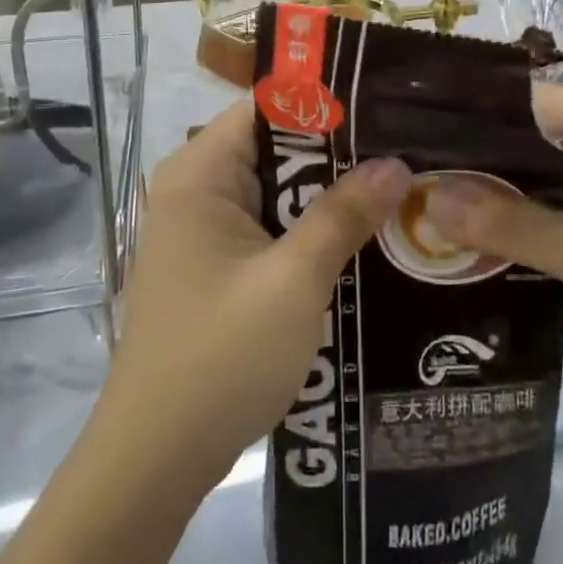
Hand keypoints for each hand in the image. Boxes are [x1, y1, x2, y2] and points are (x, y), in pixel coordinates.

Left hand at [98, 101, 410, 491]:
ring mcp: (203, 230)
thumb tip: (396, 163)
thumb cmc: (219, 356)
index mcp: (200, 173)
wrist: (155, 460)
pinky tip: (360, 238)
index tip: (384, 106)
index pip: (267, 107)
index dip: (325, 102)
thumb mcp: (293, 281)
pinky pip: (269, 228)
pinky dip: (308, 230)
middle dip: (337, 153)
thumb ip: (343, 215)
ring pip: (276, 191)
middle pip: (275, 148)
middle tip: (407, 150)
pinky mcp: (215, 266)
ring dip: (327, 196)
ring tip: (397, 188)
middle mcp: (196, 189)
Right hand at [422, 83, 562, 395]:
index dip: (470, 120)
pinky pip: (555, 198)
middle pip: (527, 135)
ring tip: (432, 201)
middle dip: (476, 158)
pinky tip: (479, 231)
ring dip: (496, 188)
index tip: (417, 141)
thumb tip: (430, 199)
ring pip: (538, 169)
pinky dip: (522, 212)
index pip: (523, 102)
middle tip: (415, 176)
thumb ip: (508, 224)